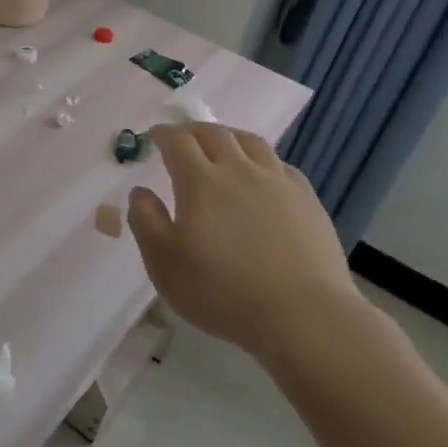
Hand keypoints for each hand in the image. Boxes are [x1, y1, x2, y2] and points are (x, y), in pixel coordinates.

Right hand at [127, 124, 359, 352]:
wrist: (303, 315)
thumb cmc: (222, 292)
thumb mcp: (164, 264)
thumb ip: (146, 221)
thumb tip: (140, 192)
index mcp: (200, 181)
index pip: (177, 141)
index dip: (163, 134)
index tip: (154, 137)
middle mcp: (239, 170)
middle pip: (214, 133)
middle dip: (193, 131)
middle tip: (183, 139)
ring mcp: (277, 182)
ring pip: (251, 142)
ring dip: (229, 137)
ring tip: (222, 146)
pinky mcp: (307, 200)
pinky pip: (280, 165)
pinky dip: (262, 161)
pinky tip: (262, 176)